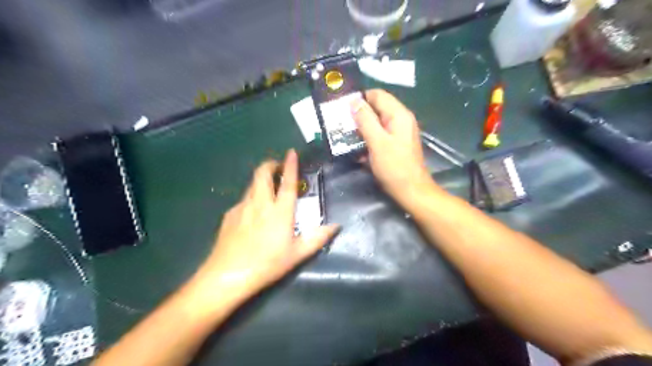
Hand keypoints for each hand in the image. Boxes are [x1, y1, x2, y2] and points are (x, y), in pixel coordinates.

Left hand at [191, 150, 338, 300]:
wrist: (227, 276)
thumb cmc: (267, 264)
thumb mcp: (297, 254)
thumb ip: (318, 238)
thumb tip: (335, 226)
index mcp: (279, 211)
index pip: (287, 182)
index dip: (290, 165)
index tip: (292, 152)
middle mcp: (260, 203)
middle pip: (262, 174)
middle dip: (270, 164)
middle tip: (278, 166)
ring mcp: (242, 207)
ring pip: (252, 184)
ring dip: (261, 179)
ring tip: (268, 187)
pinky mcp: (229, 215)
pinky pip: (243, 200)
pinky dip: (251, 197)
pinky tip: (253, 213)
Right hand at [352, 89, 436, 206]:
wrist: (411, 190)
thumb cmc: (394, 167)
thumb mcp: (377, 142)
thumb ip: (365, 120)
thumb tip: (354, 101)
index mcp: (398, 114)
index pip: (377, 95)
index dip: (360, 99)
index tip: (343, 109)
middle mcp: (401, 119)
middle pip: (377, 108)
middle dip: (359, 115)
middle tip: (342, 124)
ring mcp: (399, 132)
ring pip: (377, 122)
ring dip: (362, 129)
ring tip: (346, 137)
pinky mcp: (396, 143)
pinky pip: (380, 135)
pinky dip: (369, 139)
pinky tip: (358, 150)